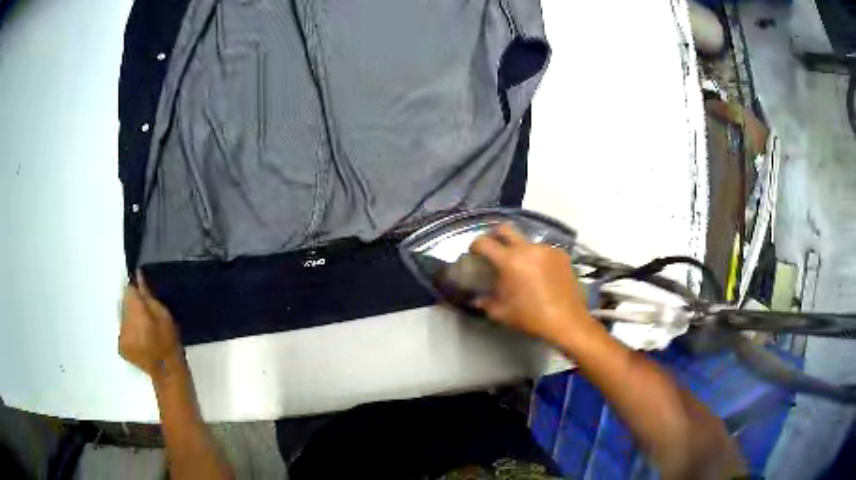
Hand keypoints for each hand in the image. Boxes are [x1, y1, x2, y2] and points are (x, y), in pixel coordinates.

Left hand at [120, 272, 182, 378]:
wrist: (167, 372)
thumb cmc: (169, 342)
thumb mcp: (164, 315)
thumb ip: (148, 296)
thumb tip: (138, 276)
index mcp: (135, 313)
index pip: (128, 290)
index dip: (136, 290)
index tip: (145, 296)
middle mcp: (124, 323)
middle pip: (124, 303)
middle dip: (133, 305)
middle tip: (147, 315)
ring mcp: (121, 337)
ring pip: (122, 317)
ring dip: (131, 319)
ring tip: (144, 329)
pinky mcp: (120, 347)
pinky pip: (122, 331)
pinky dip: (129, 331)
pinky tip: (140, 339)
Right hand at [469, 224, 597, 345]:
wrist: (567, 321)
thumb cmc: (531, 318)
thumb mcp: (501, 313)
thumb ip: (485, 302)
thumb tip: (476, 299)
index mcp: (510, 261)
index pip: (484, 243)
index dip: (475, 245)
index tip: (474, 253)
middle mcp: (528, 249)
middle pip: (505, 228)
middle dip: (495, 235)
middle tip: (494, 249)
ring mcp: (547, 249)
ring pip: (527, 242)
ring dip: (520, 250)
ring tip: (523, 269)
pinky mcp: (561, 254)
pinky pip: (543, 251)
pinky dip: (537, 258)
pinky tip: (541, 275)